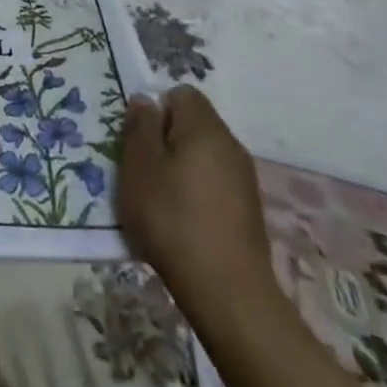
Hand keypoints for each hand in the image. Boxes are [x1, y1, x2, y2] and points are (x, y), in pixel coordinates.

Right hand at [117, 86, 275, 324]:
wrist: (227, 292)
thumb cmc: (173, 219)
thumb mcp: (139, 167)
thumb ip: (140, 127)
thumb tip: (146, 100)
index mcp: (205, 128)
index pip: (181, 94)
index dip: (156, 109)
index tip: (138, 139)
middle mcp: (231, 145)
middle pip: (193, 124)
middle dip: (165, 140)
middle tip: (141, 170)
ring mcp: (244, 179)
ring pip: (202, 156)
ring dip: (179, 168)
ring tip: (158, 199)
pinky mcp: (248, 210)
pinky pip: (214, 184)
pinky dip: (195, 193)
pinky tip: (180, 222)